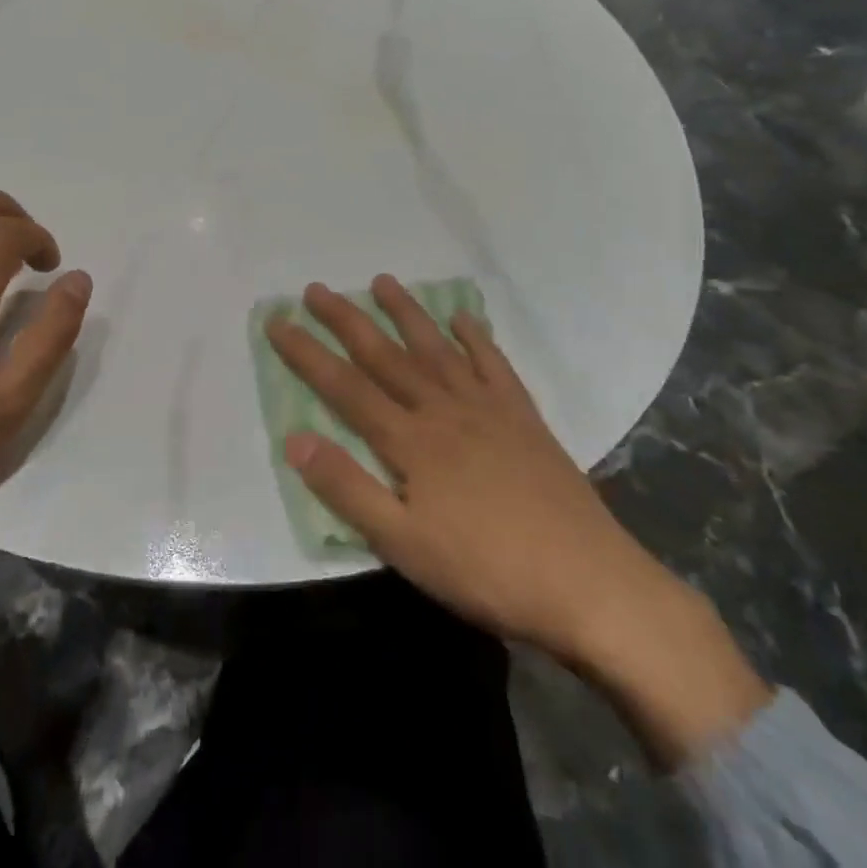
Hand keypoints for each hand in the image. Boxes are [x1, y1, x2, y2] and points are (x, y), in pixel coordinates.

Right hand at [267, 277, 769, 765]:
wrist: (589, 585)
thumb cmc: (487, 571)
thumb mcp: (404, 545)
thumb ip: (348, 489)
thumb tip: (294, 438)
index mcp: (411, 442)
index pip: (345, 388)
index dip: (307, 353)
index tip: (277, 321)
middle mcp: (444, 410)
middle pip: (385, 356)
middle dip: (346, 320)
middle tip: (317, 288)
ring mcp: (488, 409)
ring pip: (436, 349)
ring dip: (407, 313)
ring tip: (382, 282)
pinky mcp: (524, 419)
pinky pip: (494, 366)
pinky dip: (477, 339)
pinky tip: (465, 319)